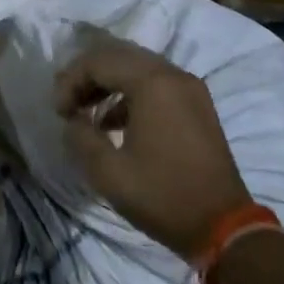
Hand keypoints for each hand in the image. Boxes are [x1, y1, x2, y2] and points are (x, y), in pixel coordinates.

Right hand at [56, 37, 250, 257]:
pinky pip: (156, 82)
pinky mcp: (197, 104)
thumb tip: (73, 120)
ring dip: (108, 82)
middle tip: (67, 103)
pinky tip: (114, 122)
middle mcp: (173, 74)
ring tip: (85, 111)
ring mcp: (189, 87)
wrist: (225, 228)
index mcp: (153, 83)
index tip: (58, 112)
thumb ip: (81, 137)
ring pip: (137, 66)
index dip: (70, 81)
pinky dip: (130, 92)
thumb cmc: (164, 197)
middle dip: (87, 75)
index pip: (98, 61)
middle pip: (118, 55)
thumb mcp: (109, 173)